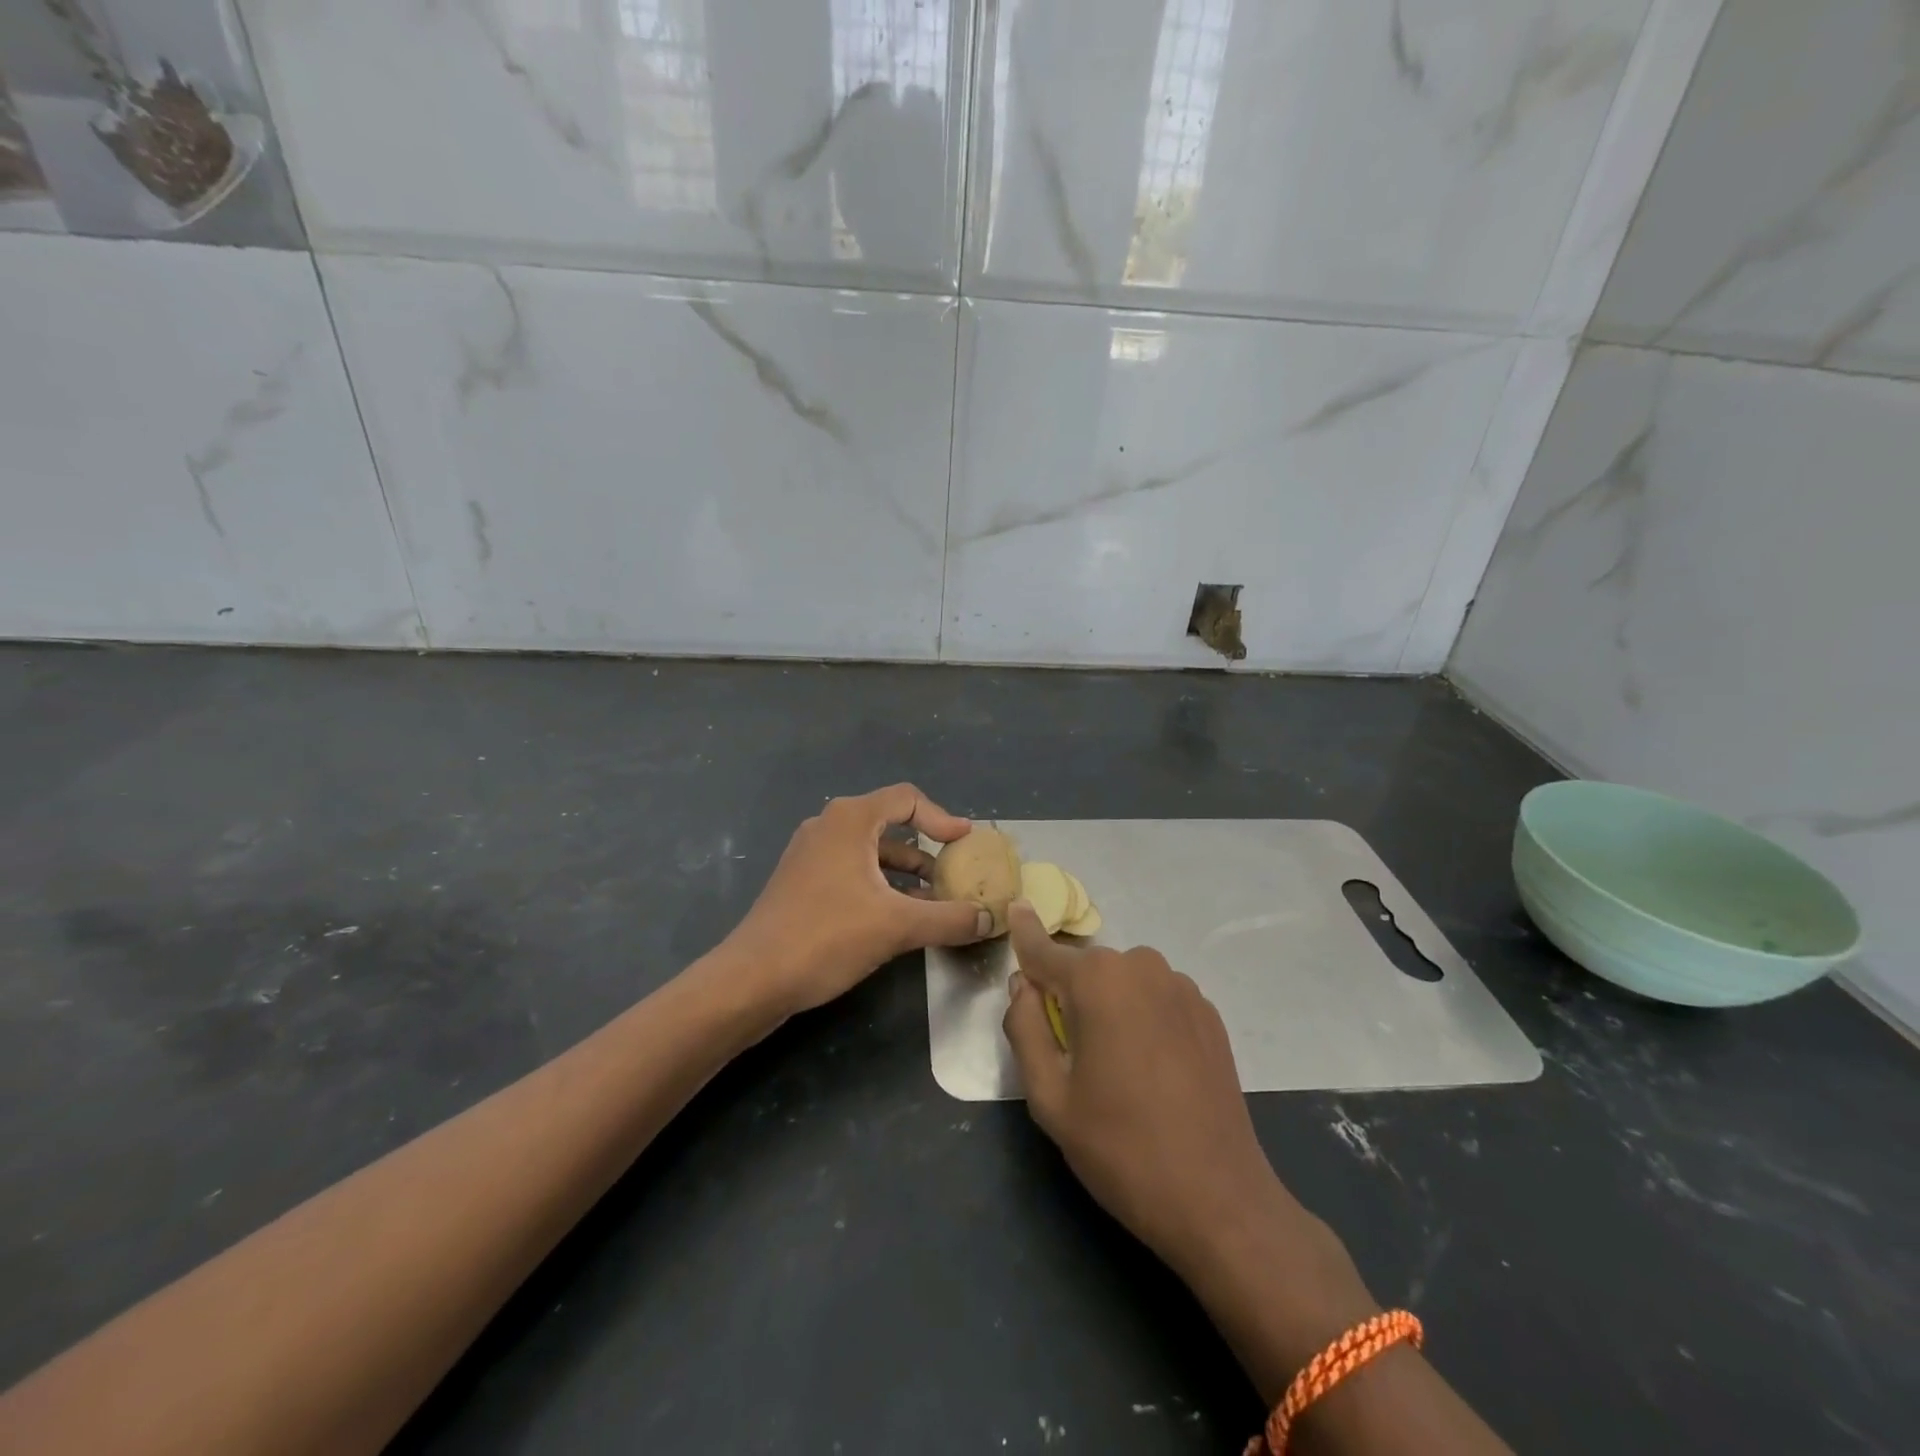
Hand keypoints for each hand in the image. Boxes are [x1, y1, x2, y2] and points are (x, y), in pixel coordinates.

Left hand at [725, 784, 992, 1015]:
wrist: (751, 979)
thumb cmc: (826, 937)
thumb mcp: (897, 926)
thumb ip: (950, 918)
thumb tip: (992, 918)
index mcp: (850, 820)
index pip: (906, 799)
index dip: (942, 818)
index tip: (966, 843)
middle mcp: (828, 826)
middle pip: (889, 822)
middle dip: (926, 847)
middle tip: (955, 870)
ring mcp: (810, 854)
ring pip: (870, 851)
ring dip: (905, 871)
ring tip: (935, 898)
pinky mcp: (801, 881)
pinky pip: (851, 870)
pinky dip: (880, 884)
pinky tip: (898, 916)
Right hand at [1001, 903, 1377, 1383]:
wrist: (1218, 1199)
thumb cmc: (1121, 1148)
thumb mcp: (1050, 1097)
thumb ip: (1025, 1028)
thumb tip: (1022, 985)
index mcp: (1097, 981)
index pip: (1045, 949)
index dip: (1024, 933)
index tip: (1015, 907)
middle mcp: (1141, 967)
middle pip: (1086, 968)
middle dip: (1069, 992)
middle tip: (1068, 1050)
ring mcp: (1181, 987)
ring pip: (1124, 981)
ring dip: (1109, 1004)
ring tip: (1115, 1063)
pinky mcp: (1208, 1012)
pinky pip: (1156, 997)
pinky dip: (1142, 1014)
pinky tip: (1152, 1066)